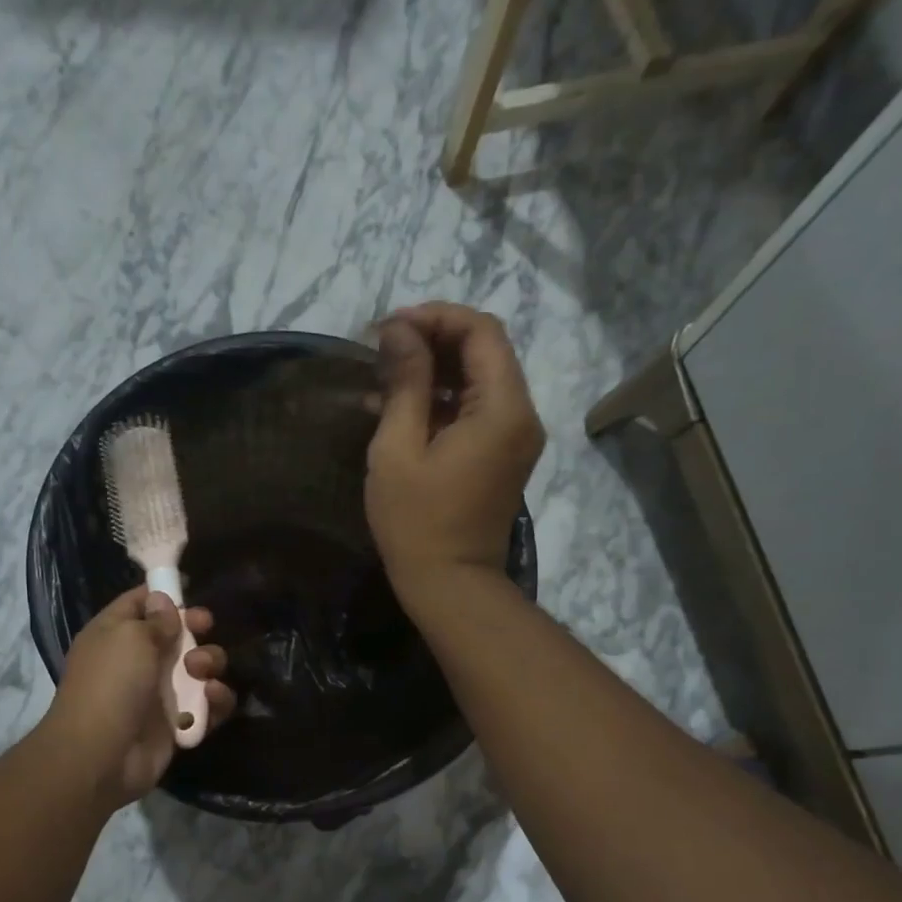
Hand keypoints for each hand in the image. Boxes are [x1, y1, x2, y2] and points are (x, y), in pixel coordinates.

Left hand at [41, 587, 236, 808]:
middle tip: (205, 627)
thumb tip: (163, 601)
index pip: (140, 604)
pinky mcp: (178, 723)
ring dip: (209, 663)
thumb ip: (155, 619)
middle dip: (196, 629)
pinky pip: (207, 705)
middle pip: (177, 635)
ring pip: (198, 669)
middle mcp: (137, 661)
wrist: (102, 755)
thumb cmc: (111, 684)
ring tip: (201, 671)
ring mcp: (158, 693)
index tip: (190, 593)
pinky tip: (213, 697)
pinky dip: (216, 700)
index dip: (165, 595)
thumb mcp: (130, 638)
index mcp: (115, 634)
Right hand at [366, 303, 544, 602]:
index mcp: (503, 408)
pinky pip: (475, 411)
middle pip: (484, 351)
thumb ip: (404, 382)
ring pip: (477, 380)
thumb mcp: (398, 449)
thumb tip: (399, 330)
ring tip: (381, 378)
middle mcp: (521, 414)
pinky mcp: (502, 456)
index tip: (388, 327)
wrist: (450, 585)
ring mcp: (514, 437)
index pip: (481, 331)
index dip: (435, 317)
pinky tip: (396, 408)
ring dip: (432, 371)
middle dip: (432, 341)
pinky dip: (440, 401)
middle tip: (381, 349)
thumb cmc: (417, 522)